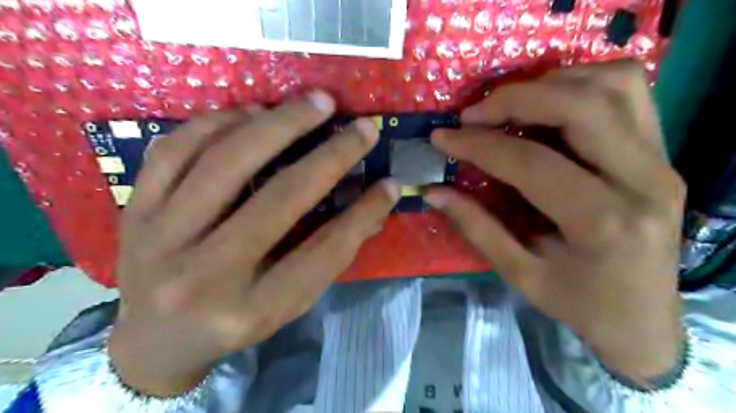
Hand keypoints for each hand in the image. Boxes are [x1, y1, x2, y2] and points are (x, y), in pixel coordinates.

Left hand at [108, 92, 402, 395]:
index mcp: (252, 307)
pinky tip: (252, 112)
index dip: (363, 213)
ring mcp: (161, 239)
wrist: (155, 342)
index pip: (323, 252)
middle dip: (330, 156)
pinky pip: (175, 150)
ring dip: (278, 124)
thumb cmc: (234, 322)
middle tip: (361, 127)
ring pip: (225, 163)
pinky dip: (219, 122)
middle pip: (279, 200)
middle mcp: (205, 275)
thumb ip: (329, 256)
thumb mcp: (287, 303)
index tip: (390, 183)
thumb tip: (374, 209)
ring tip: (313, 103)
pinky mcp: (135, 211)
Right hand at [429, 61, 687, 386]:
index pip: (532, 163)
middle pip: (581, 106)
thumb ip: (476, 228)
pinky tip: (549, 105)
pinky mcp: (662, 152)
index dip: (479, 145)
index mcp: (603, 223)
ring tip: (510, 105)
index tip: (443, 137)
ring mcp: (662, 160)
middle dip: (516, 99)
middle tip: (473, 114)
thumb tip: (434, 192)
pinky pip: (628, 92)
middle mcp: (643, 181)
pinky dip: (582, 84)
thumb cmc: (580, 304)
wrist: (644, 318)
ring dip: (552, 83)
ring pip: (613, 85)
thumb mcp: (520, 275)